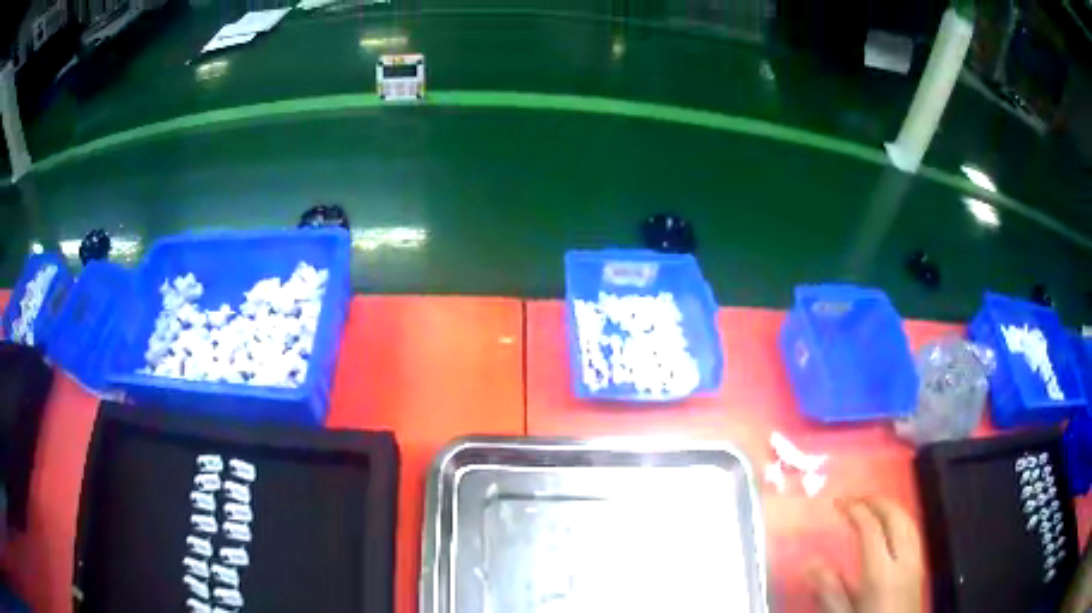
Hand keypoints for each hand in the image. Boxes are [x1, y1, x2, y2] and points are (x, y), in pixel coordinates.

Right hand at [811, 497, 924, 612]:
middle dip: (875, 501)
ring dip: (890, 506)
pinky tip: (893, 523)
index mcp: (881, 573)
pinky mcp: (921, 564)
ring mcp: (916, 560)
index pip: (871, 528)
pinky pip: (914, 530)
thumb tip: (810, 564)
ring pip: (908, 520)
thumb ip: (830, 591)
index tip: (839, 503)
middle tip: (855, 498)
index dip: (855, 510)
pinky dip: (902, 518)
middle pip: (894, 517)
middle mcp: (903, 560)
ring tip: (872, 504)